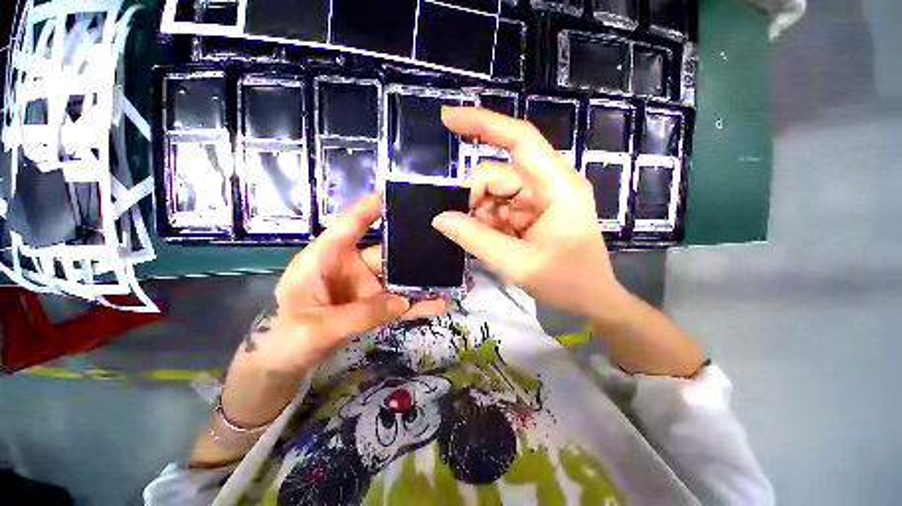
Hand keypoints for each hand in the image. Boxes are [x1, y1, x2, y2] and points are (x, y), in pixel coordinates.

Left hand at [218, 195, 447, 428]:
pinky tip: (440, 304)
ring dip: (422, 280)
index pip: (351, 224)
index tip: (398, 195)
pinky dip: (418, 303)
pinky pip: (400, 303)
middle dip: (413, 248)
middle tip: (443, 241)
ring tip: (450, 277)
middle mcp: (351, 266)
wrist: (285, 366)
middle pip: (386, 252)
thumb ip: (360, 314)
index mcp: (326, 257)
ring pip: (399, 279)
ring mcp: (366, 288)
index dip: (372, 207)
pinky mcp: (375, 306)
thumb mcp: (316, 327)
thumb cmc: (285, 339)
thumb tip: (403, 301)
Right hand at [433, 107, 627, 322]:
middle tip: (462, 225)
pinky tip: (491, 241)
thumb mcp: (519, 264)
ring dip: (481, 214)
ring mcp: (540, 199)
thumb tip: (440, 219)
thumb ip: (477, 239)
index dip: (483, 124)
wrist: (592, 299)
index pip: (519, 139)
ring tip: (482, 239)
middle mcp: (549, 184)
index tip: (447, 119)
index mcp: (557, 186)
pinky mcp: (532, 213)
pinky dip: (488, 222)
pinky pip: (500, 208)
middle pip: (499, 174)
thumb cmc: (568, 282)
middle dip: (475, 197)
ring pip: (496, 193)